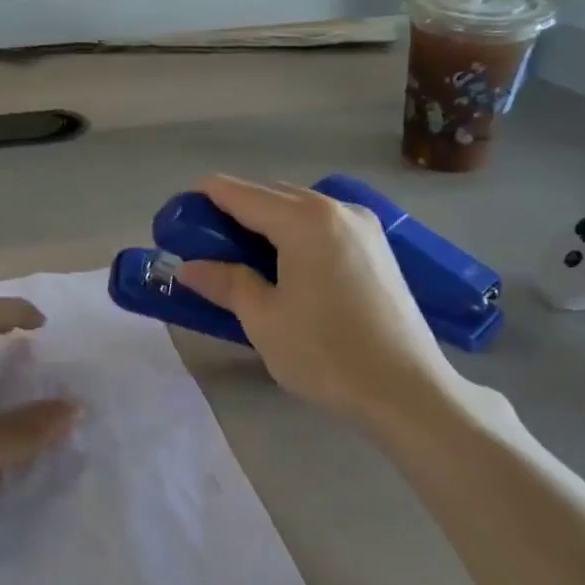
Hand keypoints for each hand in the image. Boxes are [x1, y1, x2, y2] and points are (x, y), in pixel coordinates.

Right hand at [175, 176, 465, 428]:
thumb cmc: (327, 353)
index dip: (203, 200)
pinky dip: (296, 235)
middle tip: (205, 248)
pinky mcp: (378, 248)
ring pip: (300, 210)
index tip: (177, 220)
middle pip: (272, 196)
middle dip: (234, 213)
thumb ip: (225, 282)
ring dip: (266, 224)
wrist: (408, 389)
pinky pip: (324, 226)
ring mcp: (364, 226)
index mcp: (305, 219)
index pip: (240, 194)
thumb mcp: (263, 319)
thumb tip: (189, 266)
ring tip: (242, 261)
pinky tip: (285, 268)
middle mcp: (337, 208)